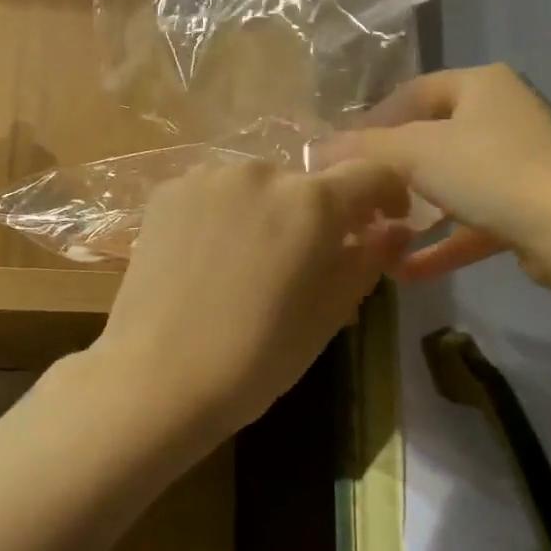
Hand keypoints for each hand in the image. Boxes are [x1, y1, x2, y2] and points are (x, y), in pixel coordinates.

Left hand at [93, 160, 412, 441]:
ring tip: (250, 265)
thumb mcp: (328, 314)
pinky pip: (215, 193)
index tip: (384, 223)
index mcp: (312, 202)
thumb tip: (394, 230)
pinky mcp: (168, 191)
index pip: (371, 174)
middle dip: (319, 216)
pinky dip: (225, 215)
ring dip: (268, 213)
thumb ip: (368, 260)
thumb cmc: (256, 357)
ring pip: (259, 187)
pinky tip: (209, 259)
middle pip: (309, 184)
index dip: (388, 196)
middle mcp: (262, 172)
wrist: (156, 378)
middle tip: (305, 265)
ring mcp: (208, 177)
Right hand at [331, 64, 550, 283]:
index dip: (375, 120)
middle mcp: (502, 117)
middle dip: (393, 173)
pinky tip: (406, 271)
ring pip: (452, 185)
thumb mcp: (417, 152)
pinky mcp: (526, 209)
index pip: (414, 93)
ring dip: (416, 213)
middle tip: (359, 197)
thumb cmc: (489, 170)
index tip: (343, 152)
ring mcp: (518, 165)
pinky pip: (472, 222)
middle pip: (432, 140)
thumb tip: (317, 148)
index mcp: (480, 86)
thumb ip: (367, 149)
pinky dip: (442, 244)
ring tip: (378, 235)